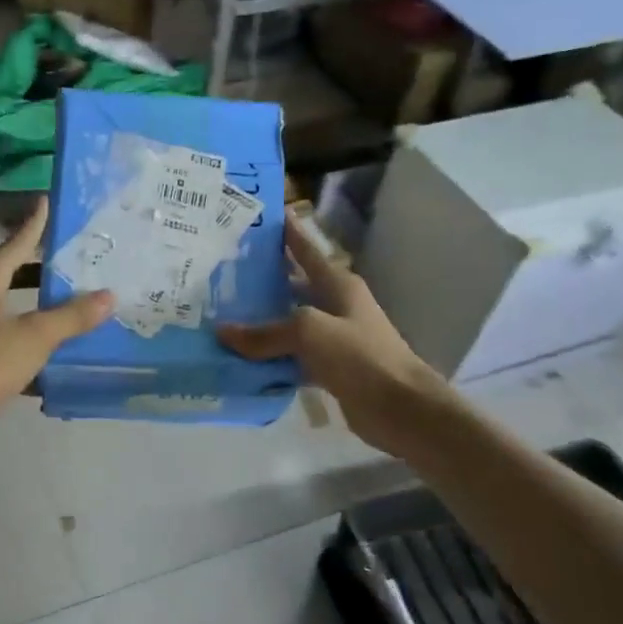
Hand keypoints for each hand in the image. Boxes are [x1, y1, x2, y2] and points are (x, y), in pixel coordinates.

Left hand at [0, 199, 112, 424]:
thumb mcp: (36, 336)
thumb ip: (72, 316)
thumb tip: (109, 295)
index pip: (15, 244)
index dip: (34, 225)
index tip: (45, 202)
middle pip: (8, 273)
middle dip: (37, 270)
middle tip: (68, 265)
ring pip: (2, 305)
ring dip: (29, 303)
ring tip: (58, 307)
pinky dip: (19, 334)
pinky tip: (40, 352)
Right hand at [218, 216, 445, 451]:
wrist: (400, 407)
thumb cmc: (360, 356)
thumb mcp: (309, 332)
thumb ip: (265, 332)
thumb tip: (223, 332)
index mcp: (338, 285)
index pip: (308, 251)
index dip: (290, 234)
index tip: (268, 216)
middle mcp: (336, 307)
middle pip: (295, 287)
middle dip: (265, 280)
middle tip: (225, 272)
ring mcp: (334, 340)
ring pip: (290, 325)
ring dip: (263, 323)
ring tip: (224, 315)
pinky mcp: (330, 370)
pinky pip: (292, 358)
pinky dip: (271, 359)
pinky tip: (243, 360)